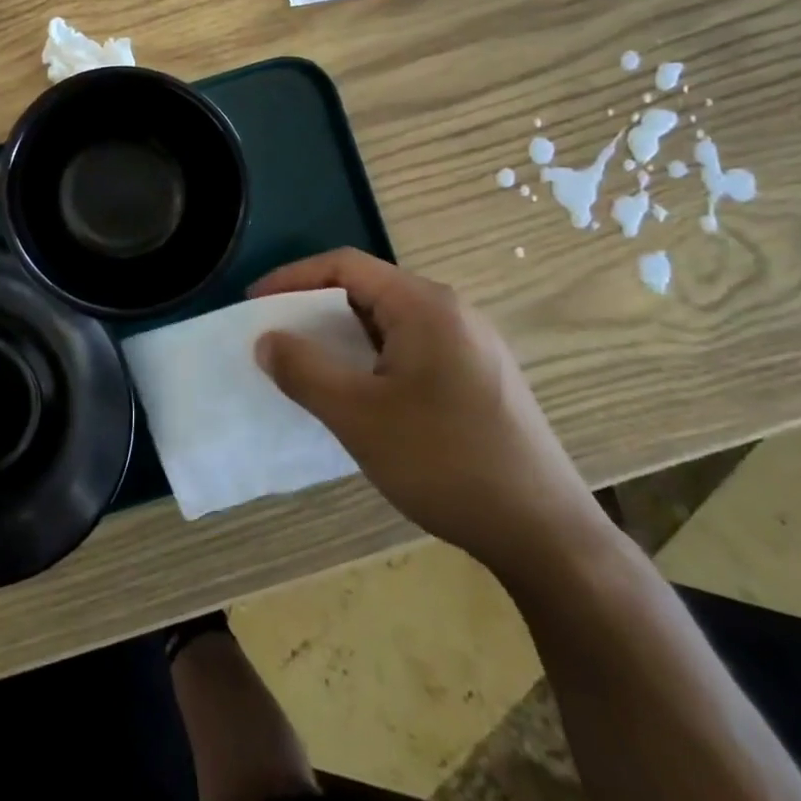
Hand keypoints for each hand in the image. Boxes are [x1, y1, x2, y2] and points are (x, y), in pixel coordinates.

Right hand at [251, 249, 607, 578]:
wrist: (545, 534)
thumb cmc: (444, 462)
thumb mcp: (358, 416)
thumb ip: (304, 370)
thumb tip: (266, 339)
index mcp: (425, 305)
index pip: (345, 266)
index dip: (293, 278)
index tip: (255, 304)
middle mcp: (453, 311)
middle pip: (369, 290)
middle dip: (316, 310)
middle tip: (277, 338)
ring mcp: (473, 345)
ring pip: (391, 323)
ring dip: (344, 338)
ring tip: (311, 367)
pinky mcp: (482, 377)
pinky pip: (413, 348)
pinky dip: (373, 358)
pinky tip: (362, 395)